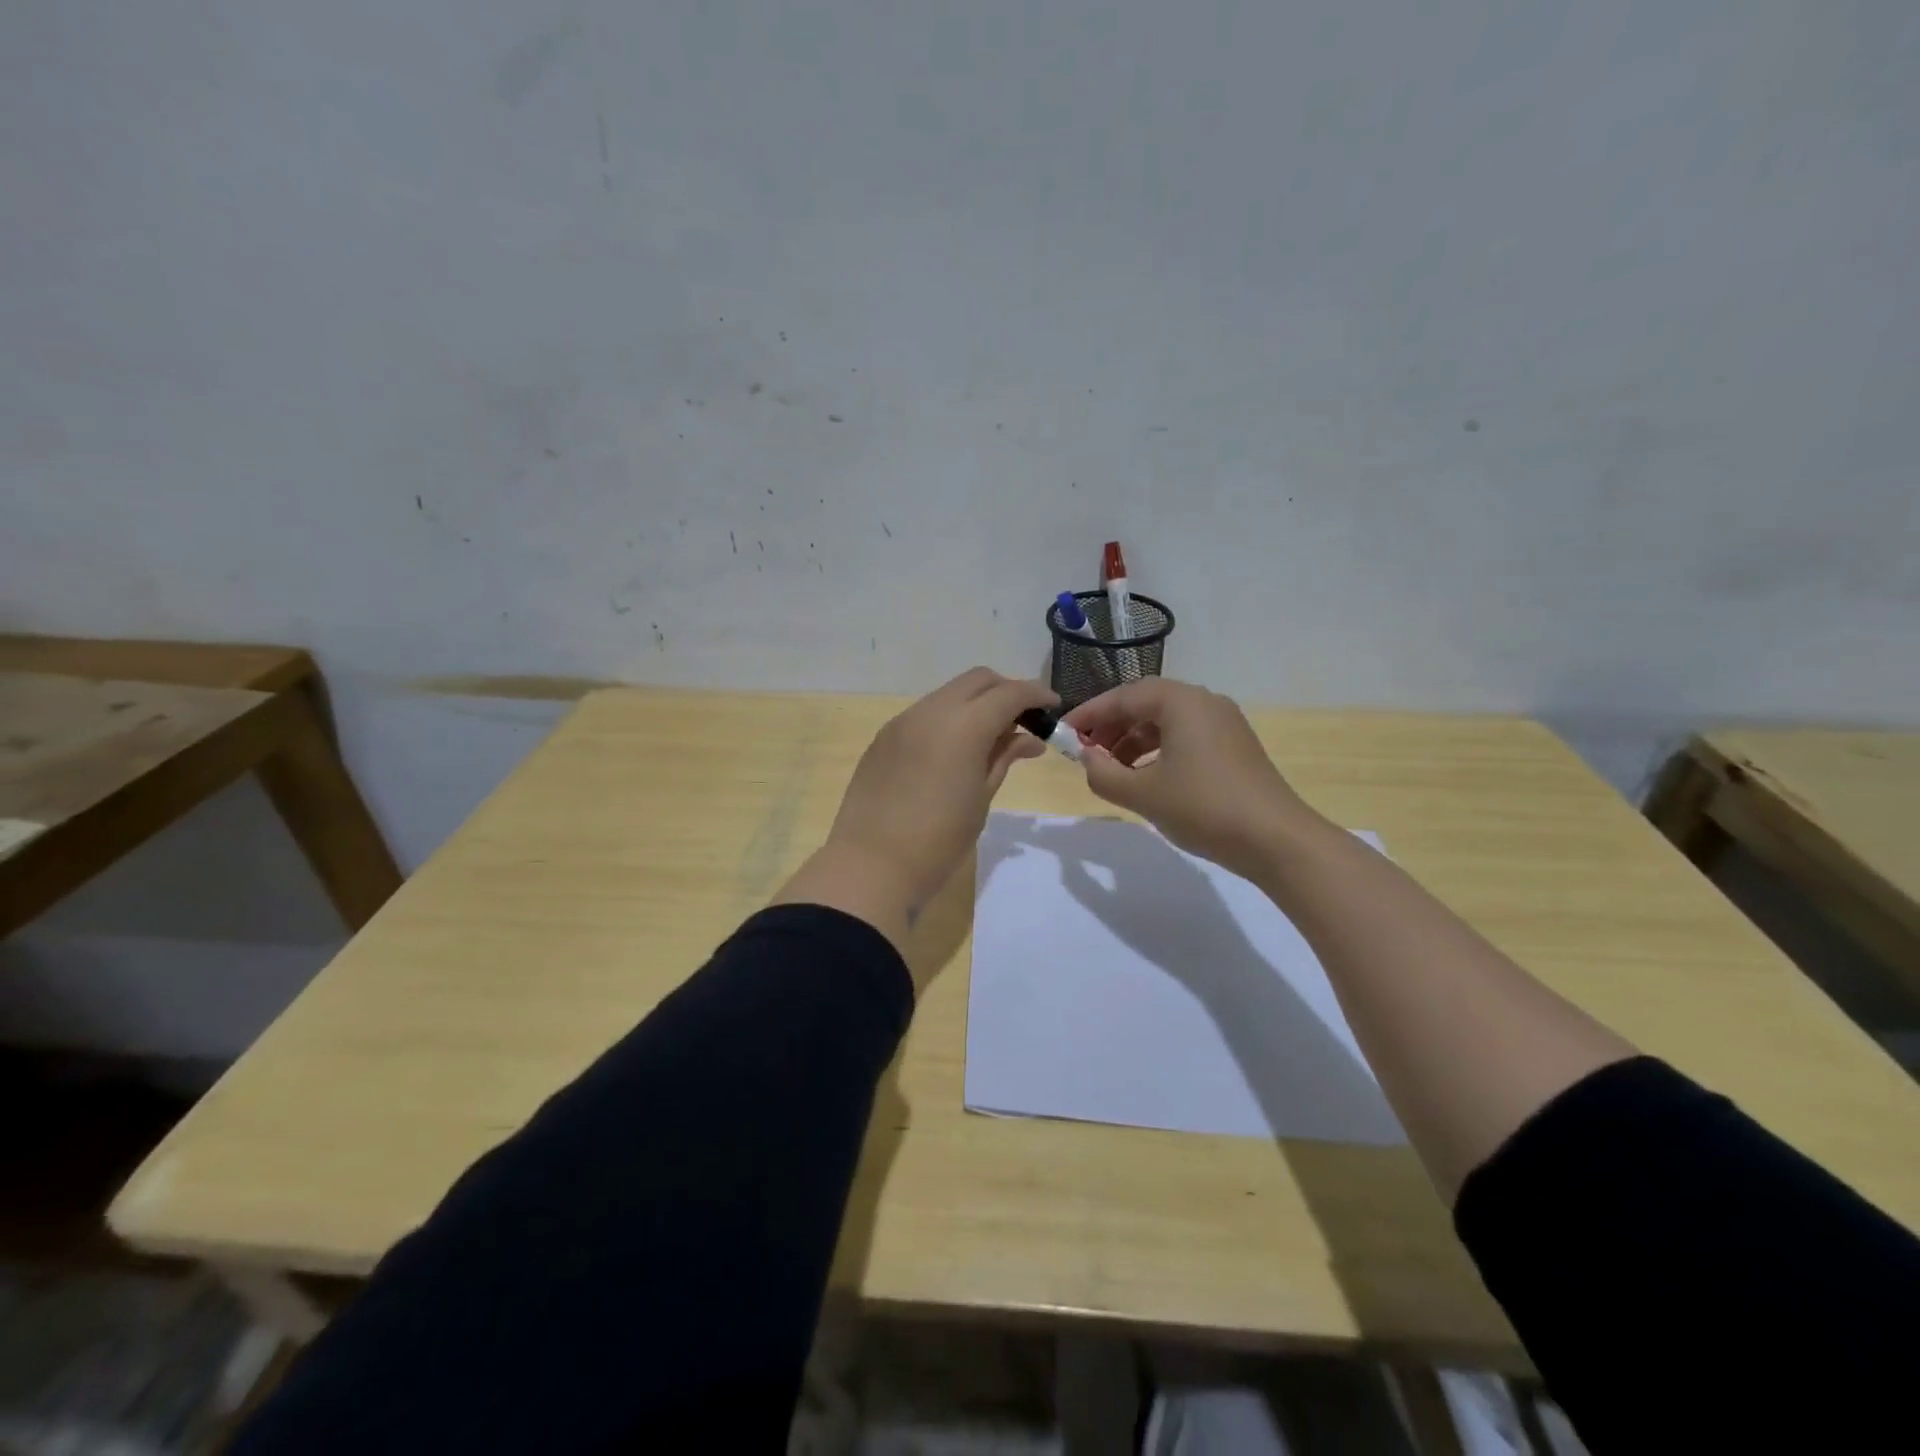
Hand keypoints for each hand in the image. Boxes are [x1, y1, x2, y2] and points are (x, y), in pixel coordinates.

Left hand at [775, 668, 1056, 951]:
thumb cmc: (939, 840)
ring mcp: (902, 722)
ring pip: (948, 694)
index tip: (1053, 707)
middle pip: (977, 680)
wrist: (871, 866)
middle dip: (1005, 691)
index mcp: (963, 725)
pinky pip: (924, 714)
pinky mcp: (883, 738)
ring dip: (974, 704)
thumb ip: (1004, 758)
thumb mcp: (981, 798)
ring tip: (989, 737)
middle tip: (1022, 720)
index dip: (1035, 694)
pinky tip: (953, 750)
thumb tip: (1029, 738)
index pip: (1009, 693)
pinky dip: (947, 719)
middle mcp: (931, 711)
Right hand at [1064, 678, 1316, 880]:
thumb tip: (1087, 760)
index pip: (1124, 696)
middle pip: (1146, 704)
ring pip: (1166, 722)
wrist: (1276, 840)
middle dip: (1111, 727)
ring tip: (1111, 770)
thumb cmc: (1203, 807)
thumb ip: (1103, 774)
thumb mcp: (1142, 794)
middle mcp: (1204, 702)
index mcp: (1181, 702)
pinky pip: (1185, 737)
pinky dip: (1158, 751)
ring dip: (1133, 741)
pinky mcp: (1234, 747)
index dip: (1089, 715)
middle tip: (1085, 752)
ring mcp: (1224, 724)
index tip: (1063, 734)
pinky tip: (1146, 778)